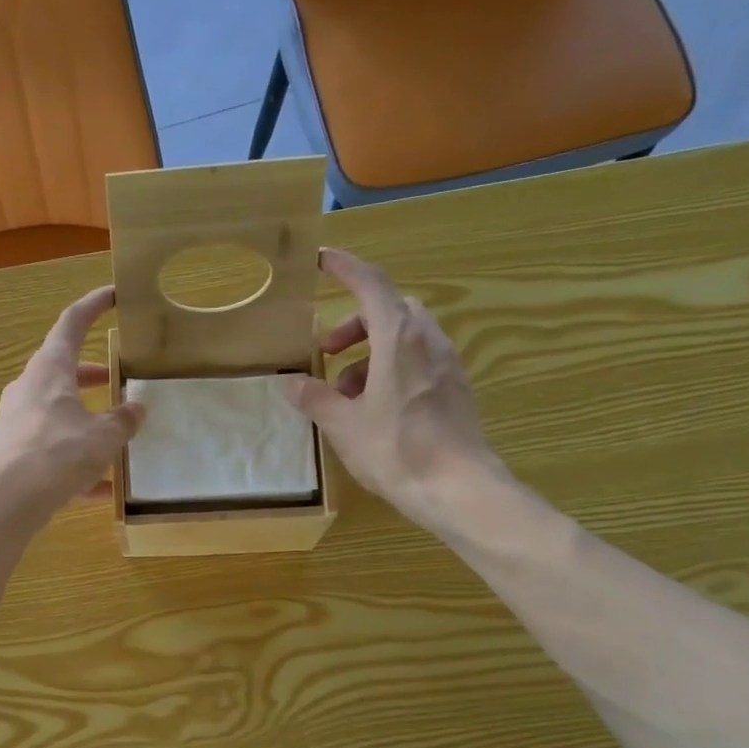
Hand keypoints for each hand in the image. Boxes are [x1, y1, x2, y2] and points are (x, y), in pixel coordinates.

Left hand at [0, 286, 144, 533]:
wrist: (1, 503)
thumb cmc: (55, 455)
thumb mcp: (102, 437)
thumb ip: (123, 421)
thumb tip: (136, 409)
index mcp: (49, 371)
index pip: (71, 324)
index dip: (93, 306)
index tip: (112, 296)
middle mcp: (27, 391)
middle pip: (62, 373)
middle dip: (92, 376)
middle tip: (116, 381)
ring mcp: (15, 424)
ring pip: (57, 415)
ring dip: (85, 423)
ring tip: (115, 442)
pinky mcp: (11, 457)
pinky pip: (50, 452)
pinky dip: (75, 464)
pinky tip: (99, 491)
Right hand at [284, 248, 507, 529]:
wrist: (457, 488)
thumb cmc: (395, 449)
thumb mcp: (343, 425)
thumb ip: (315, 398)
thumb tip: (291, 382)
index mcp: (399, 338)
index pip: (371, 285)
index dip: (345, 268)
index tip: (322, 260)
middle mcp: (428, 341)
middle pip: (391, 310)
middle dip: (355, 322)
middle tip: (328, 351)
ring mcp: (447, 364)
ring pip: (406, 337)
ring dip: (371, 352)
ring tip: (344, 391)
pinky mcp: (455, 389)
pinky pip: (419, 361)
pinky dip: (391, 369)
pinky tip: (374, 407)